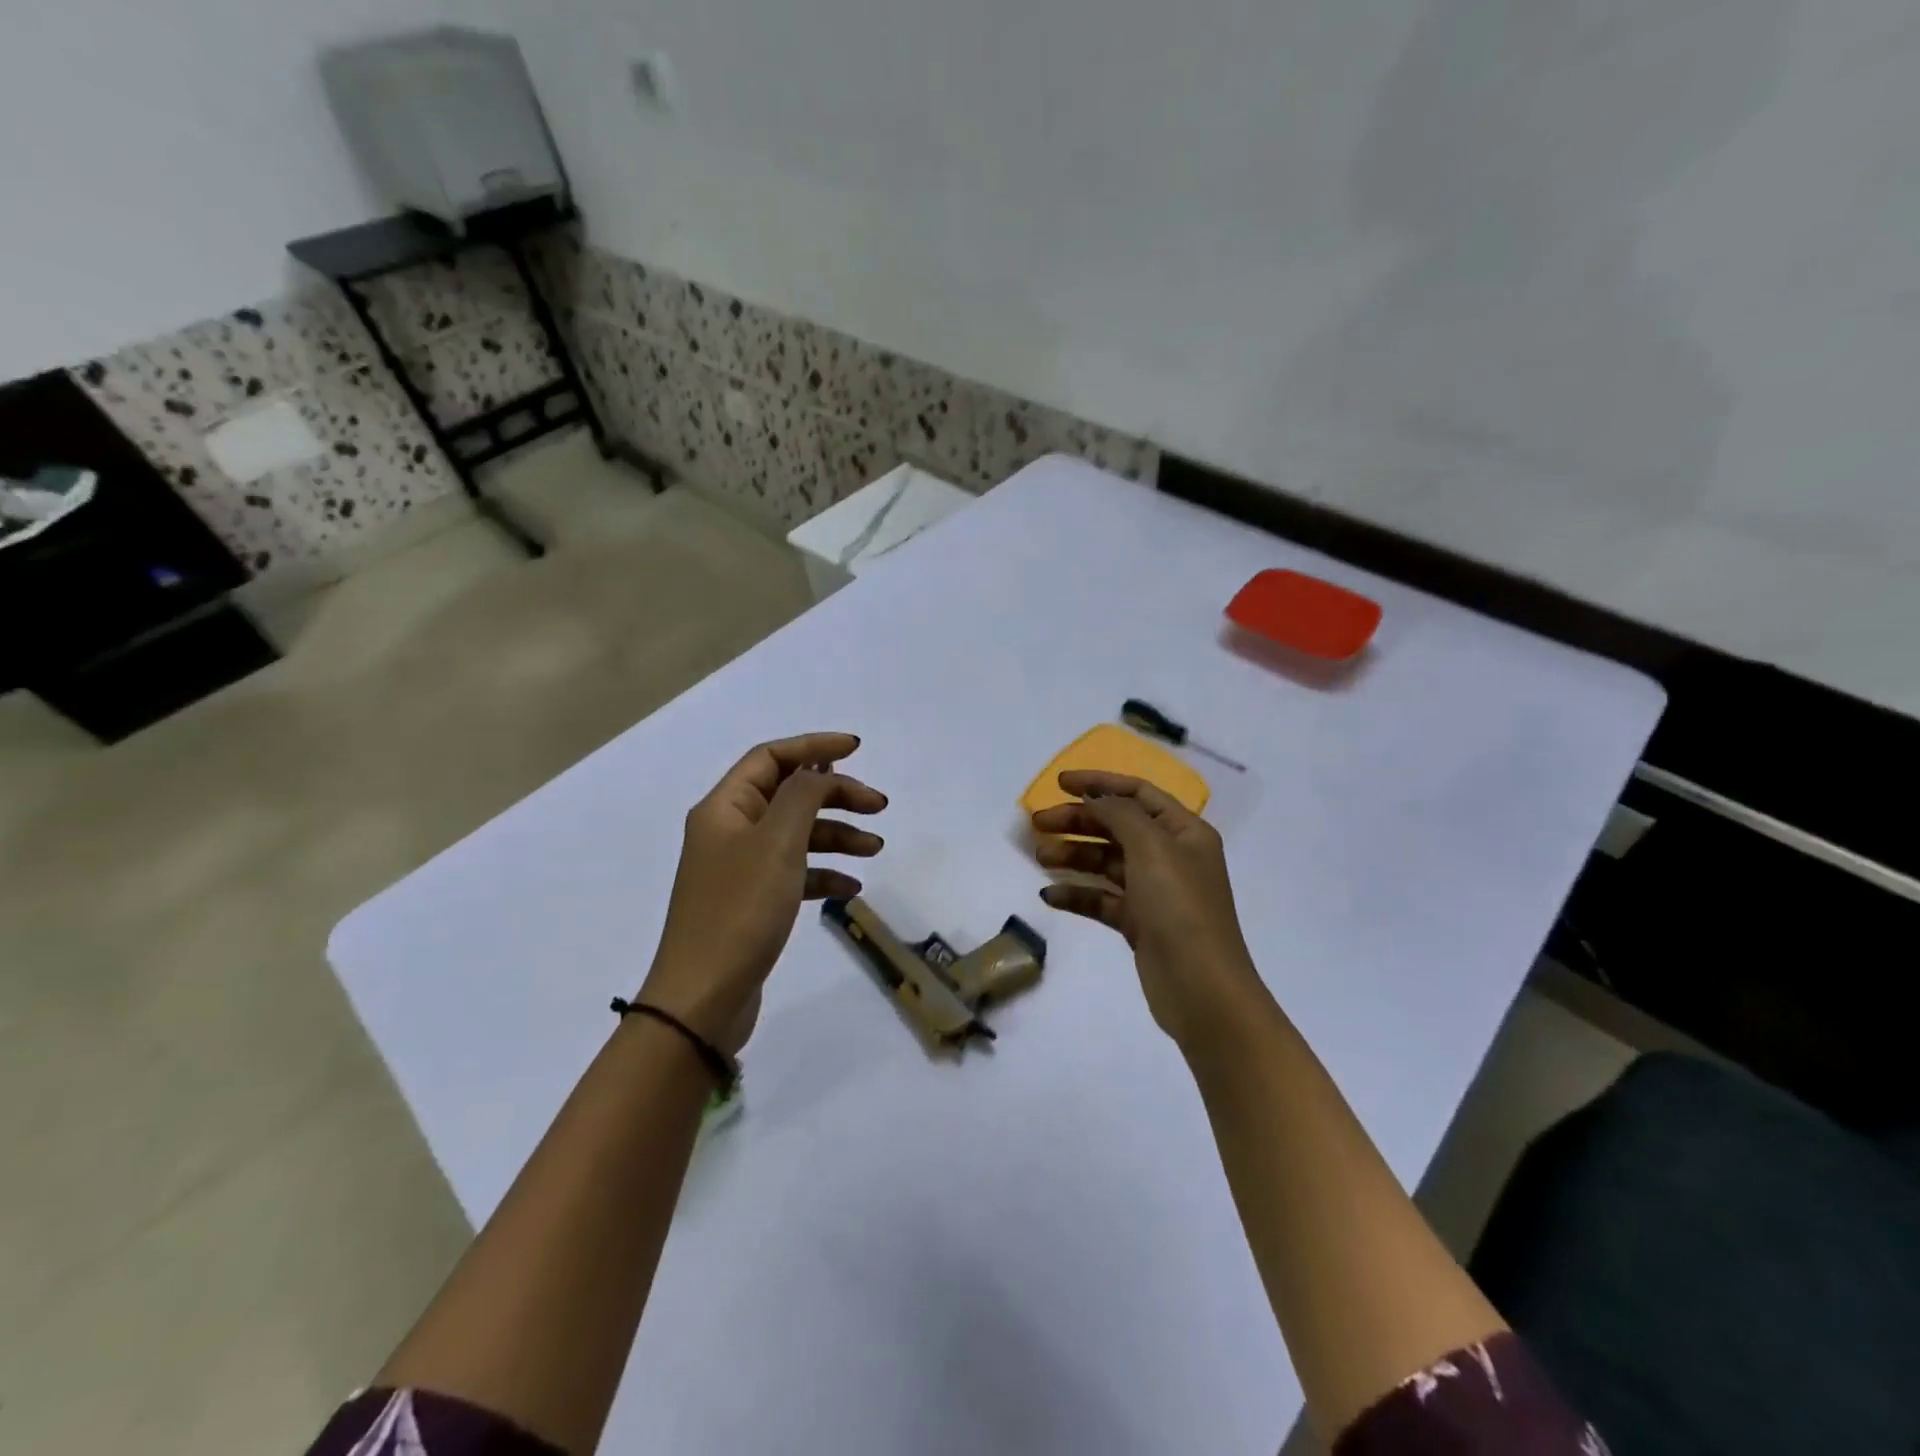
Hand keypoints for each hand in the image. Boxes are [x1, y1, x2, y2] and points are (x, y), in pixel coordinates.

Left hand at [642, 733, 886, 1051]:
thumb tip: (818, 769)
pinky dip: (823, 873)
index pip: (771, 758)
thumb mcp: (777, 843)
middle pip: (789, 795)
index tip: (857, 749)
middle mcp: (729, 830)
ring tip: (875, 848)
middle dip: (835, 795)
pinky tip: (851, 887)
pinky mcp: (752, 901)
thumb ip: (803, 795)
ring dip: (836, 835)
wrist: (703, 999)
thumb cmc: (740, 911)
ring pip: (796, 834)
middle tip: (878, 806)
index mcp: (725, 807)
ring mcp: (740, 868)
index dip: (814, 747)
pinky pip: (794, 872)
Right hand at [1031, 770, 1267, 1047]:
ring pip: (1106, 862)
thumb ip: (1120, 814)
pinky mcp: (1140, 923)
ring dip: (1073, 855)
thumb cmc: (1180, 907)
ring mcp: (1155, 891)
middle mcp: (1171, 856)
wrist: (1201, 988)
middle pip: (1117, 826)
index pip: (1137, 793)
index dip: (1099, 783)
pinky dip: (1077, 893)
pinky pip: (1102, 898)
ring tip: (1040, 856)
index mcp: (1184, 831)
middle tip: (1038, 823)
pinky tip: (1049, 895)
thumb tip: (1097, 799)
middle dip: (1077, 821)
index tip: (1060, 783)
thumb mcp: (1152, 848)